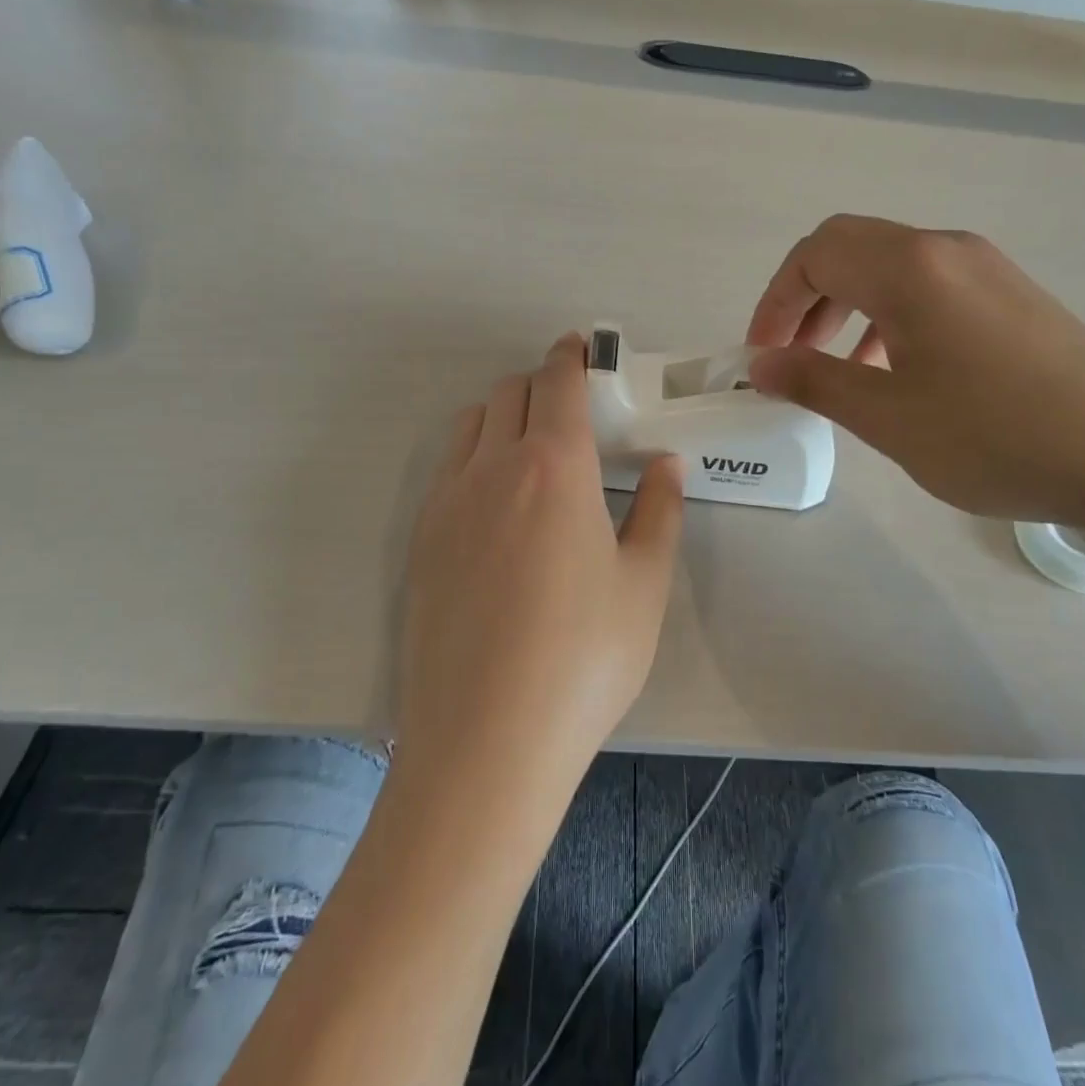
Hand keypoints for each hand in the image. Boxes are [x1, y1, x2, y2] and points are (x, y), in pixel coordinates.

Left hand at [397, 334, 683, 797]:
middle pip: (510, 393)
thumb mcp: (644, 585)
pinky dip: (473, 454)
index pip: (558, 383)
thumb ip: (658, 512)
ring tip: (532, 448)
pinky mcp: (420, 540)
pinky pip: (447, 468)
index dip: (570, 356)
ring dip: (502, 414)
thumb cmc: (584, 658)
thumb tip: (665, 465)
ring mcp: (447, 502)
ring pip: (471, 424)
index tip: (580, 346)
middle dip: (541, 382)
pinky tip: (496, 502)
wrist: (486, 739)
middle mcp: (492, 468)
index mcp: (554, 466)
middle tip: (570, 405)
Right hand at [746, 215, 1084, 534]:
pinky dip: (890, 316)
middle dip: (806, 297)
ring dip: (847, 306)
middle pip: (849, 248)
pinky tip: (897, 371)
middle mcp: (946, 249)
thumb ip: (815, 382)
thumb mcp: (889, 417)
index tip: (761, 355)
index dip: (775, 301)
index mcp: (910, 268)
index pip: (815, 255)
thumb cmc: (998, 436)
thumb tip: (762, 364)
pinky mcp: (1014, 295)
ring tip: (838, 369)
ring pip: (890, 267)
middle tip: (790, 355)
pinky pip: (929, 287)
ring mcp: (987, 268)